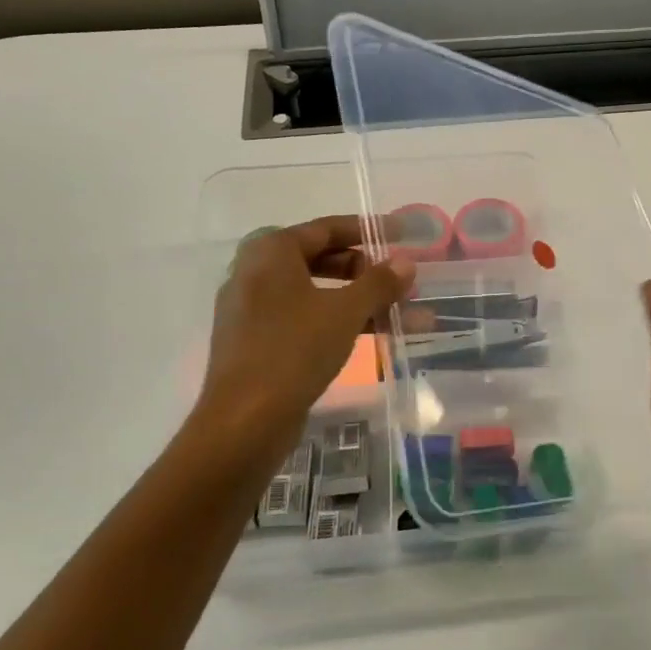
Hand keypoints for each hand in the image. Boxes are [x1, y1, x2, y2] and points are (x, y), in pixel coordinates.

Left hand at [194, 215, 413, 460]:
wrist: (244, 420)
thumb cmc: (294, 350)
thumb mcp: (345, 312)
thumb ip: (379, 283)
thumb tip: (406, 262)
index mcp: (270, 251)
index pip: (326, 228)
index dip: (368, 230)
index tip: (402, 233)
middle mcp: (256, 273)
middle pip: (322, 260)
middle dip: (368, 273)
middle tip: (401, 282)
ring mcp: (254, 310)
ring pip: (318, 295)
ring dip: (362, 303)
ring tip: (406, 316)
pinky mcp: (258, 342)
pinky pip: (306, 320)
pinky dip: (339, 323)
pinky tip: (375, 336)